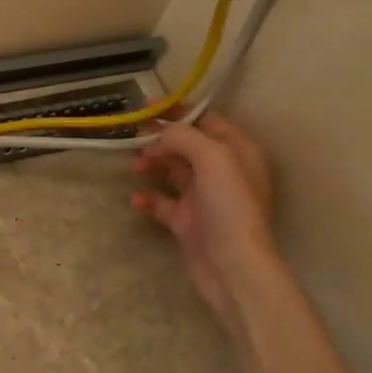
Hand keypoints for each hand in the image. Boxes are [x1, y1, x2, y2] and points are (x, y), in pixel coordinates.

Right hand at [132, 111, 279, 335]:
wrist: (232, 266)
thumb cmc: (229, 207)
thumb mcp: (213, 158)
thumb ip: (184, 136)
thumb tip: (160, 135)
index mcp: (237, 152)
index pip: (207, 120)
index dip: (179, 111)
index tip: (149, 106)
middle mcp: (223, 172)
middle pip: (186, 144)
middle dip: (161, 137)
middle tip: (134, 134)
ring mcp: (204, 198)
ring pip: (172, 170)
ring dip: (152, 163)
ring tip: (136, 165)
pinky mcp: (187, 222)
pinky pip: (162, 202)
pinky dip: (148, 197)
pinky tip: (137, 199)